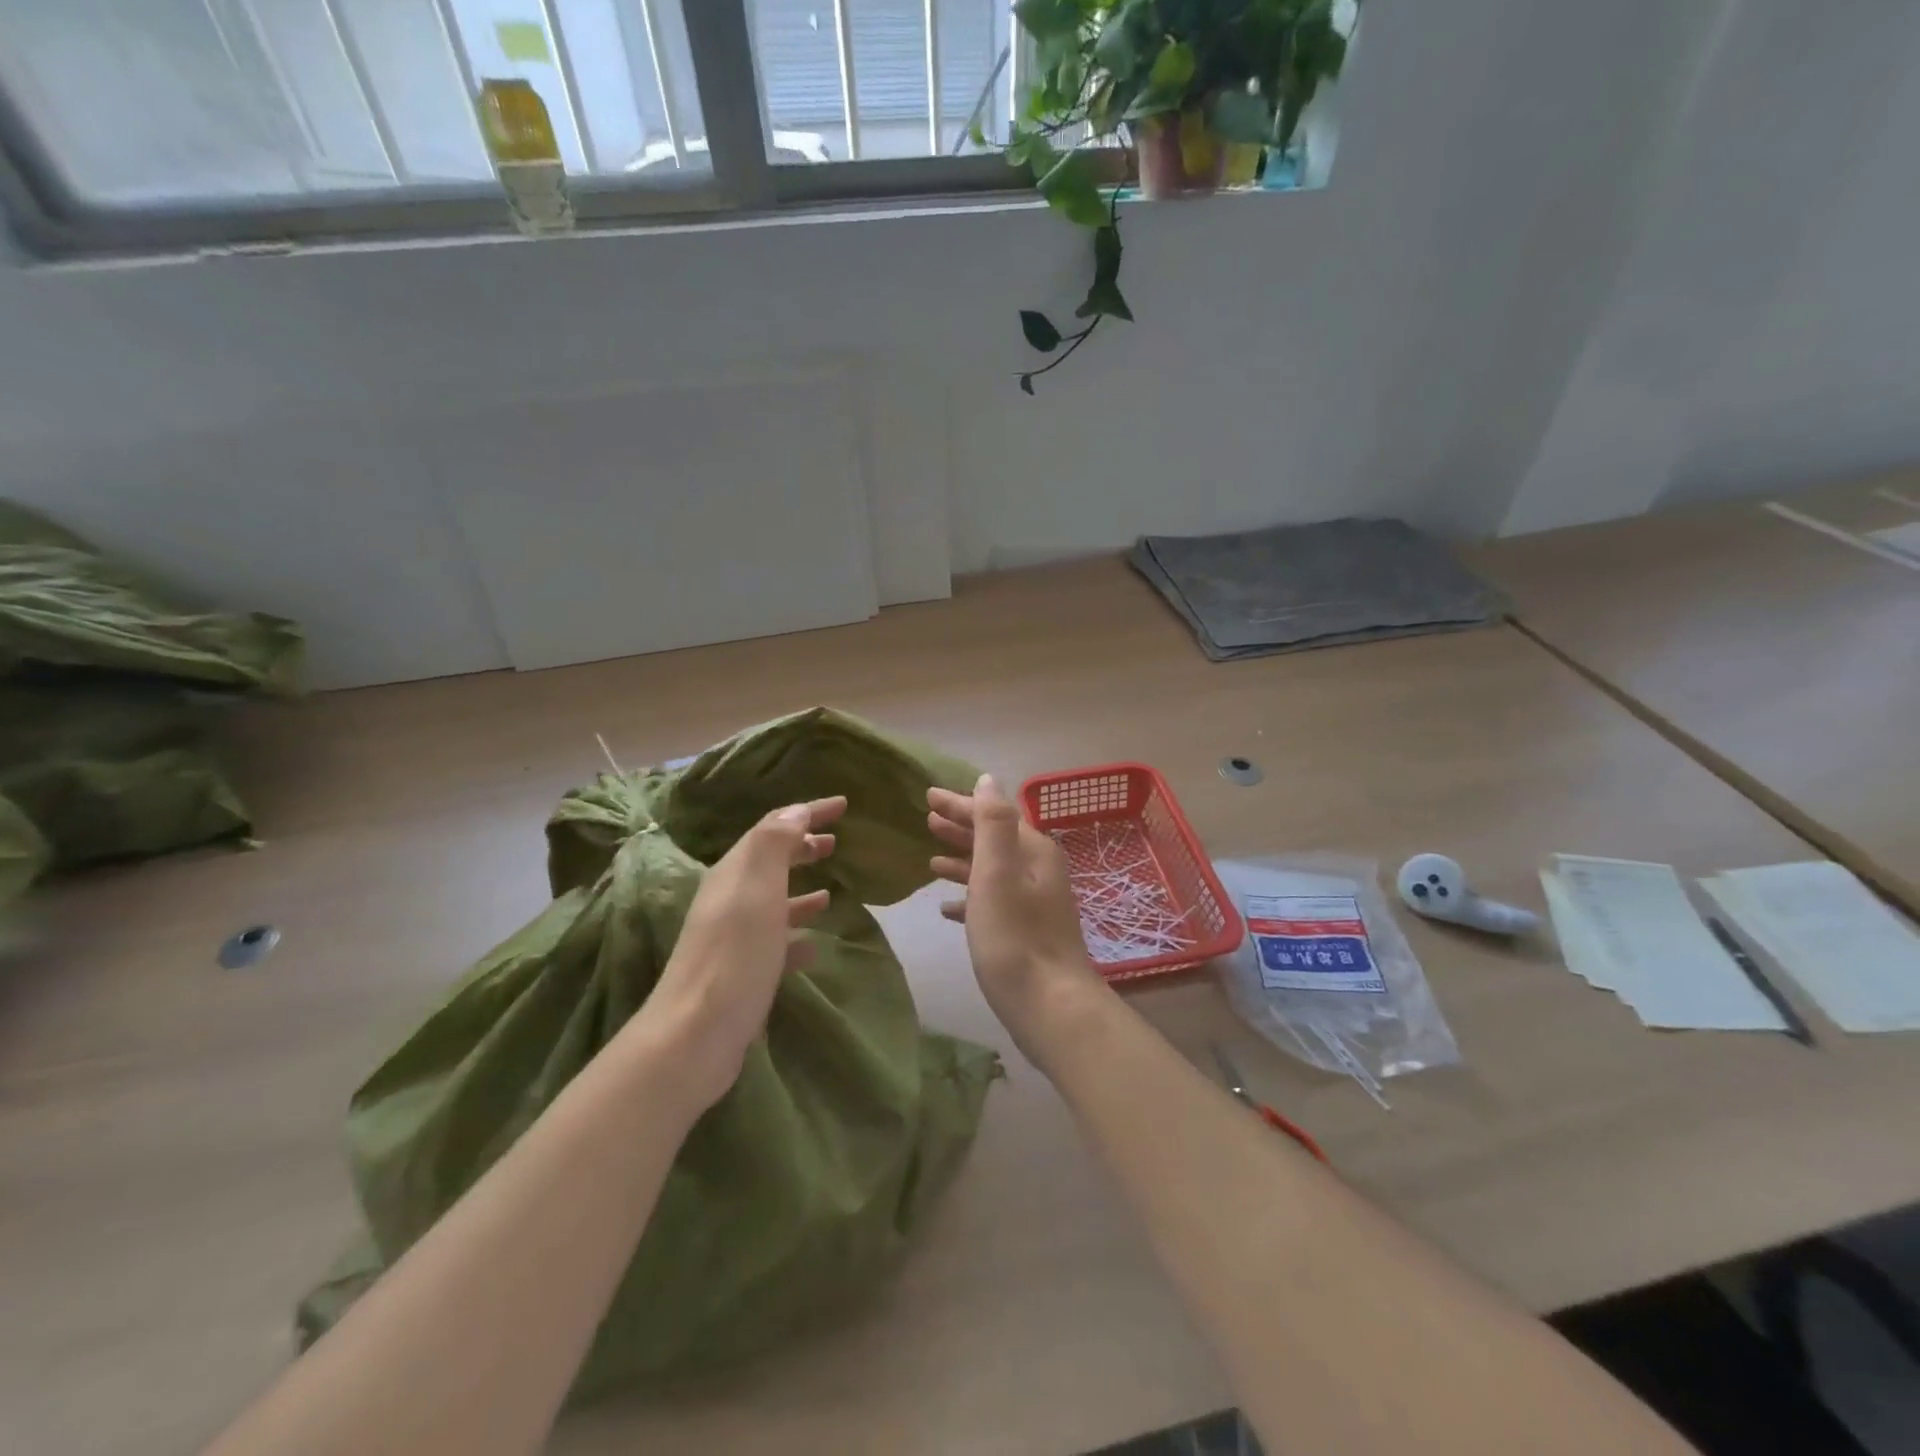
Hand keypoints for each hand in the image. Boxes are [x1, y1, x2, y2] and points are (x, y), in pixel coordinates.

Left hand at [632, 796, 846, 1114]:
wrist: (696, 1035)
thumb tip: (794, 811)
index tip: (843, 804)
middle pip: (770, 861)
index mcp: (734, 873)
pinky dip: (796, 932)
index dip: (807, 811)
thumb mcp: (757, 889)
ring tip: (830, 891)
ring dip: (800, 889)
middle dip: (801, 846)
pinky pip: (775, 940)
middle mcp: (729, 899)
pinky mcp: (741, 970)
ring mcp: (733, 936)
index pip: (773, 827)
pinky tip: (814, 943)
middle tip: (834, 842)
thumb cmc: (734, 955)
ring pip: (773, 900)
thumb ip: (775, 845)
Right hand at [929, 774, 1105, 1064]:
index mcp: (1034, 851)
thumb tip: (988, 780)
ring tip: (931, 858)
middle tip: (927, 819)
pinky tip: (946, 907)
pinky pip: (993, 902)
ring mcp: (1035, 903)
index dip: (961, 804)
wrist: (1050, 1006)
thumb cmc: (1016, 935)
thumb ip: (993, 824)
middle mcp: (1038, 871)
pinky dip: (970, 897)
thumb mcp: (998, 872)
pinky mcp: (1026, 933)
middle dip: (961, 828)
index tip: (928, 796)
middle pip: (994, 840)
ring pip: (993, 871)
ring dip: (963, 860)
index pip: (994, 815)